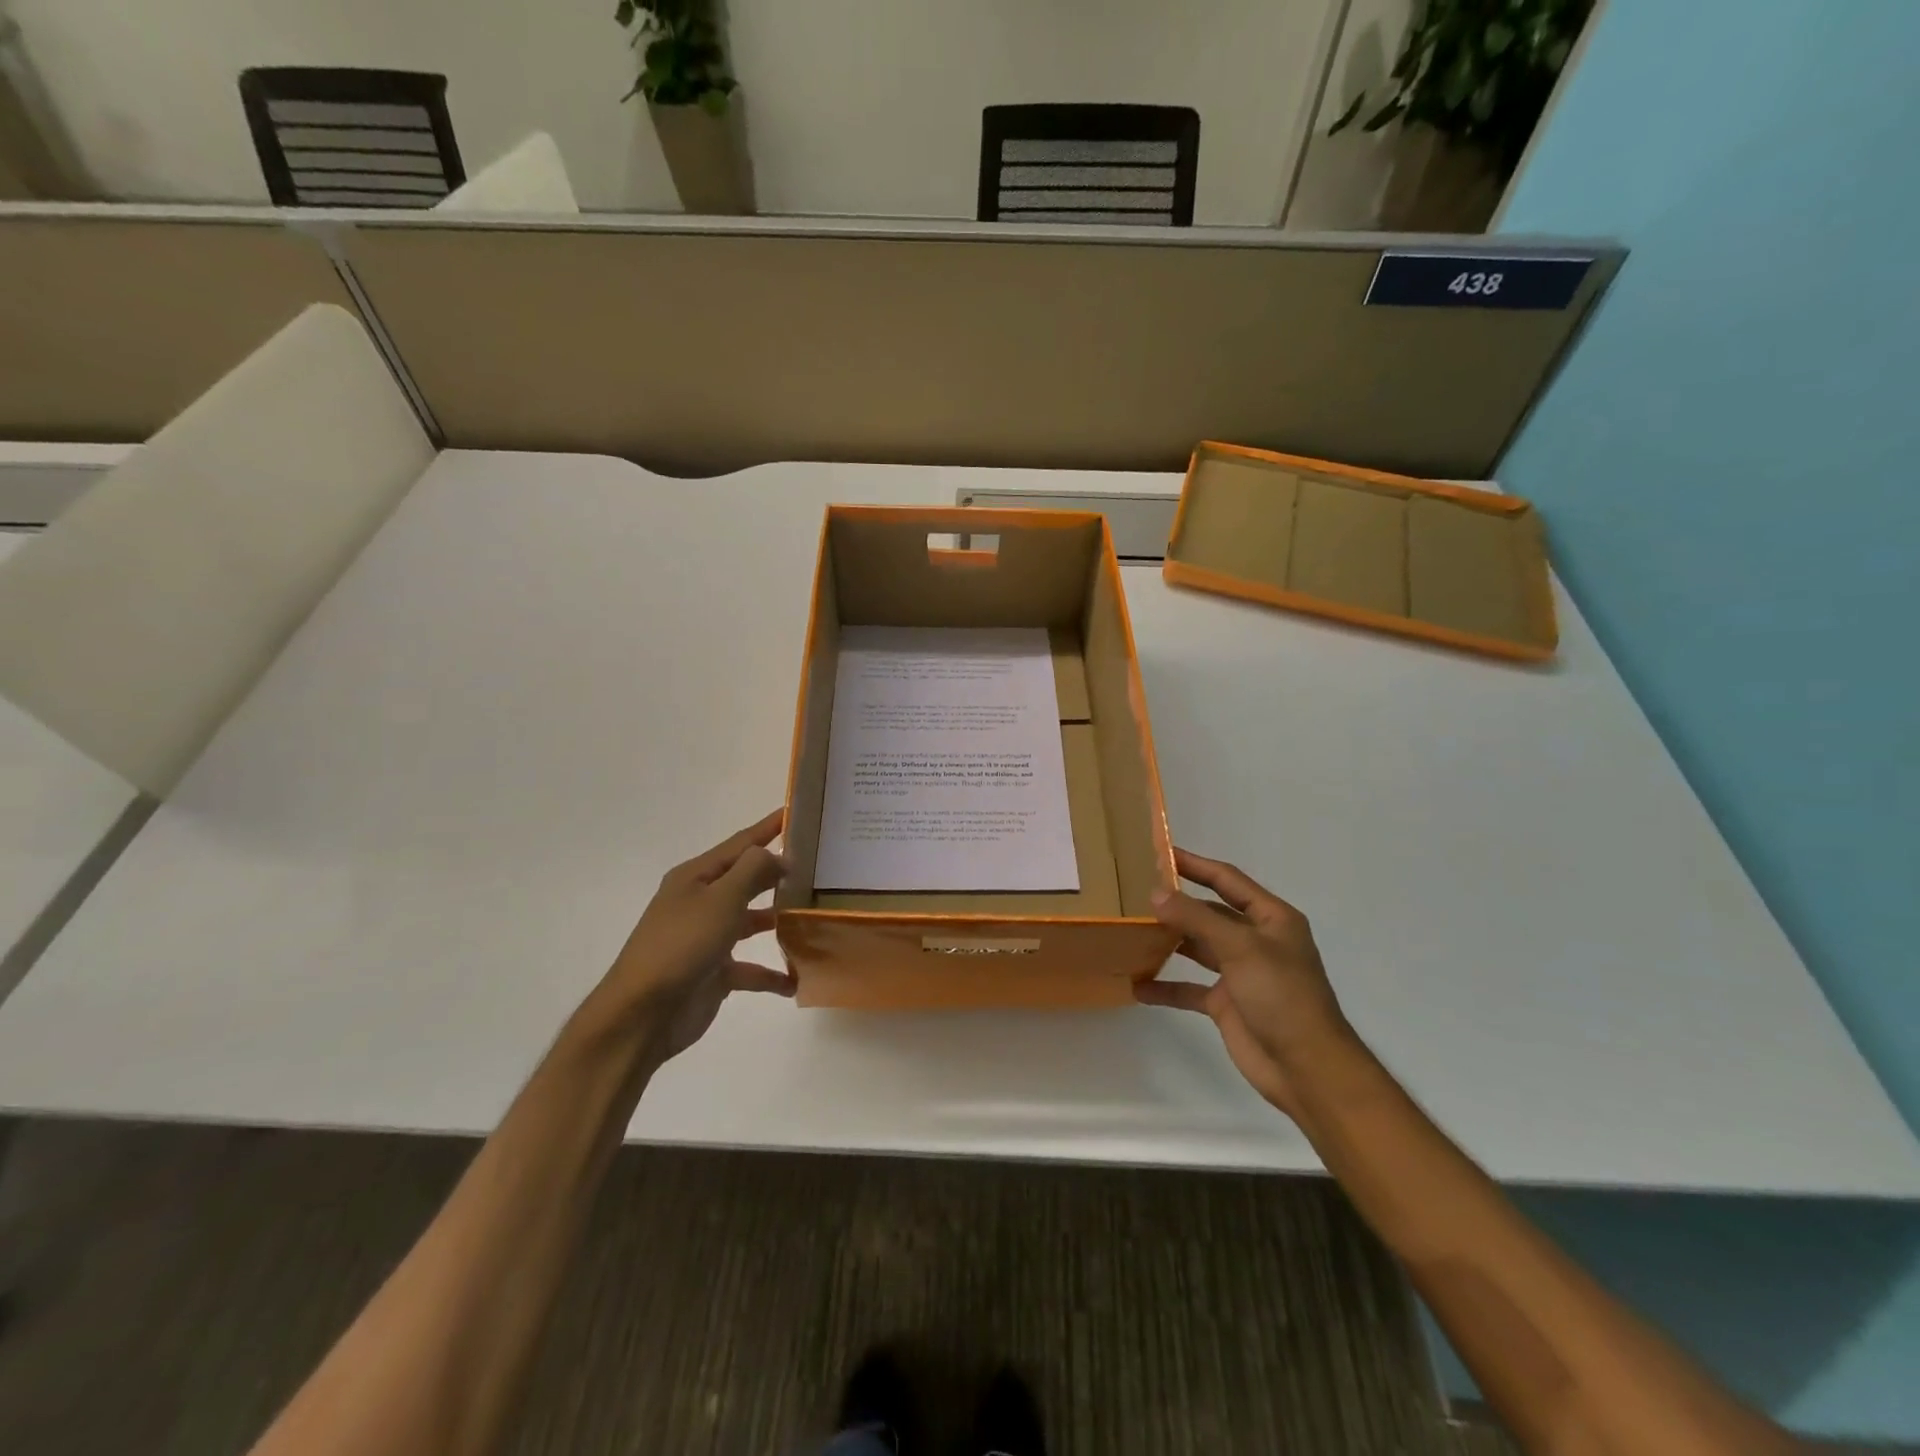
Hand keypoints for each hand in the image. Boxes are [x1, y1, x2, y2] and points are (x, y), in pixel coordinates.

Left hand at [592, 809, 794, 1064]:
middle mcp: (700, 902)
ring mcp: (707, 938)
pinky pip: (750, 968)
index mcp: (696, 877)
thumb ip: (754, 870)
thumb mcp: (721, 898)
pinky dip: (772, 974)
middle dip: (777, 873)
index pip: (740, 843)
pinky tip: (796, 980)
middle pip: (746, 880)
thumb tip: (781, 856)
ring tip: (814, 917)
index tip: (795, 812)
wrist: (643, 1014)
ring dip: (779, 921)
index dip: (767, 828)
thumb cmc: (682, 945)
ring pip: (751, 922)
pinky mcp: (713, 973)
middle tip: (818, 865)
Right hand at [1135, 848, 1354, 1119]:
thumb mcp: (1240, 948)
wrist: (1306, 1068)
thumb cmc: (1282, 995)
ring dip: (1168, 941)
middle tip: (1136, 892)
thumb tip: (1156, 894)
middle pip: (1210, 912)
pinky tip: (1138, 987)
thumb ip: (1196, 918)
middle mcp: (1256, 940)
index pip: (1228, 880)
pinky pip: (1190, 988)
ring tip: (1131, 931)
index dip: (1196, 865)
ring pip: (1197, 948)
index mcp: (1271, 919)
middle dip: (1177, 903)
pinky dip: (1166, 986)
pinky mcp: (1227, 1003)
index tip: (1160, 853)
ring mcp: (1240, 973)